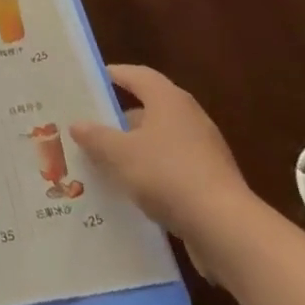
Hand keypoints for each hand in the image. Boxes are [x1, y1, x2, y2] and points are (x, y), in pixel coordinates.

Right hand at [70, 65, 257, 255]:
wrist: (226, 229)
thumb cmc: (167, 175)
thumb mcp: (119, 154)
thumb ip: (96, 137)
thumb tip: (78, 124)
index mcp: (169, 100)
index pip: (137, 75)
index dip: (113, 75)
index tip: (89, 81)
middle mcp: (189, 118)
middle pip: (148, 109)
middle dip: (118, 118)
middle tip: (89, 126)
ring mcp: (204, 151)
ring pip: (159, 141)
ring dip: (134, 149)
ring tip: (103, 161)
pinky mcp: (211, 181)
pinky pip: (172, 168)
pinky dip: (151, 173)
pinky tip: (131, 191)